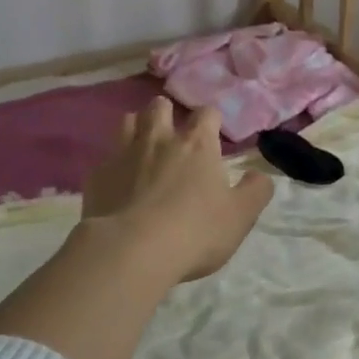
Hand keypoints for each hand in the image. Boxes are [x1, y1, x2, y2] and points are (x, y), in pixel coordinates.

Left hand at [81, 98, 273, 282]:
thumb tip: (261, 176)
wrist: (131, 251)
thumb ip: (255, 191)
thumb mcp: (240, 216)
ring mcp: (123, 154)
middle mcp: (159, 139)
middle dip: (167, 113)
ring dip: (137, 128)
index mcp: (197, 145)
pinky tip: (118, 183)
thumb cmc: (195, 231)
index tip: (213, 134)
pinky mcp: (98, 176)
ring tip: (143, 147)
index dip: (211, 121)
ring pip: (128, 122)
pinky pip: (105, 158)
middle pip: (160, 107)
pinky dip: (114, 165)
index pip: (207, 114)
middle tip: (173, 134)